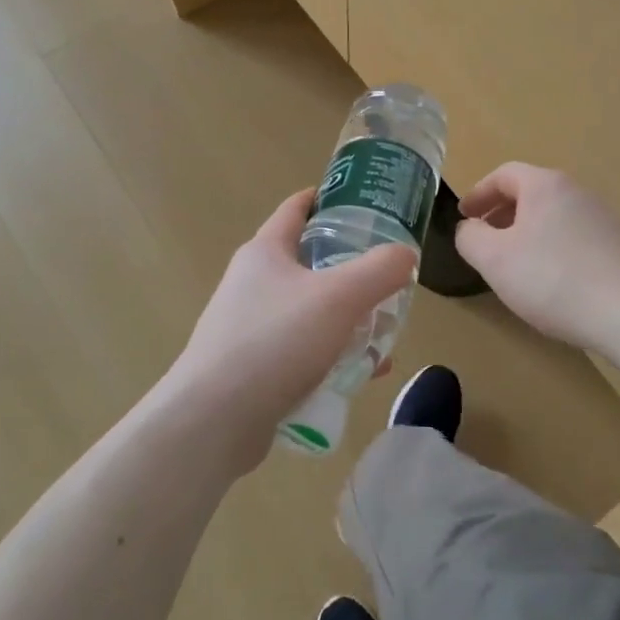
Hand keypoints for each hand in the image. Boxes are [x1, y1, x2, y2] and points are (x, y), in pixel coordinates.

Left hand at [151, 189, 416, 476]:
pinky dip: (331, 353)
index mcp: (265, 252)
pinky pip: (301, 349)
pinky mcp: (252, 366)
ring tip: (384, 331)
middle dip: (349, 267)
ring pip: (308, 309)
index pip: (296, 208)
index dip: (327, 199)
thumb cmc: (276, 342)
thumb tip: (405, 254)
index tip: (363, 201)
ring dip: (346, 317)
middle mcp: (252, 282)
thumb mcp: (339, 298)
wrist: (214, 420)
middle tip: (387, 275)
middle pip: (308, 261)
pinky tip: (361, 374)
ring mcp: (248, 326)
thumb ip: (379, 271)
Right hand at [455, 163, 619, 354]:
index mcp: (546, 185)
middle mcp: (578, 192)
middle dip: (502, 214)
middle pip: (531, 193)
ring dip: (528, 233)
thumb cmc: (552, 279)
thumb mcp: (494, 259)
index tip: (464, 216)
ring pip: (554, 216)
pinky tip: (551, 283)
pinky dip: (553, 249)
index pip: (504, 174)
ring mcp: (604, 219)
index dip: (478, 193)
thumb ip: (470, 237)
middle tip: (484, 241)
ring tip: (515, 265)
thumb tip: (470, 228)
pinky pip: (575, 238)